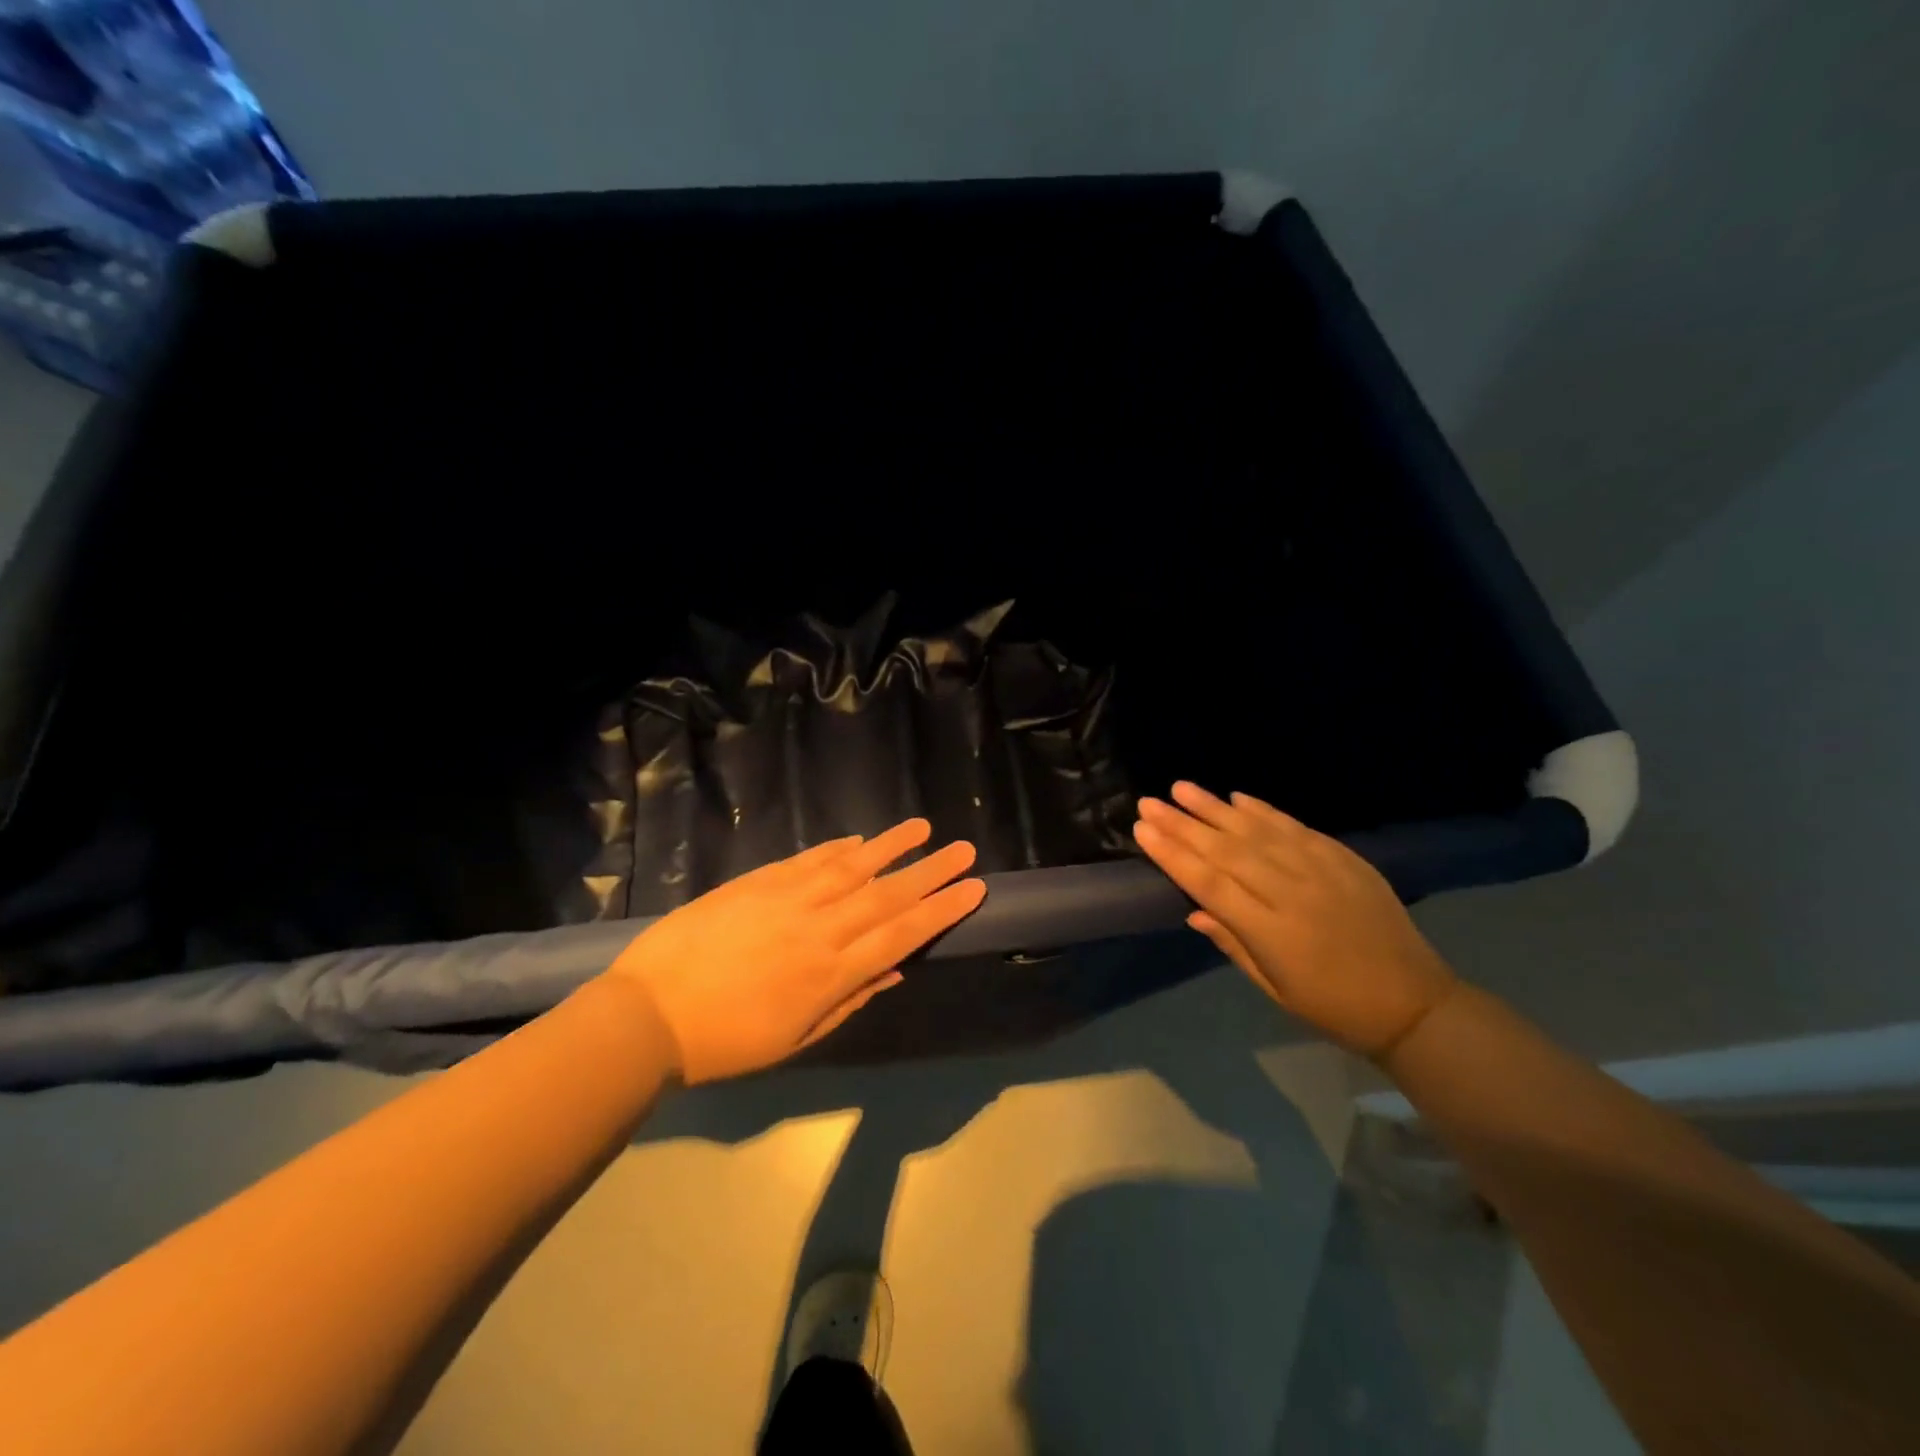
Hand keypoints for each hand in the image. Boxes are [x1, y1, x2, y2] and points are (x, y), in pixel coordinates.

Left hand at [603, 820, 985, 1083]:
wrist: (648, 1014)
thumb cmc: (724, 1042)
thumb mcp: (794, 1039)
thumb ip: (848, 1002)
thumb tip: (893, 971)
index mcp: (830, 975)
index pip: (901, 935)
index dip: (940, 910)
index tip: (973, 888)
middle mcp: (819, 929)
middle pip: (886, 896)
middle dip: (930, 872)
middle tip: (964, 850)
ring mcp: (787, 899)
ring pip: (851, 867)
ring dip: (890, 846)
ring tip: (922, 827)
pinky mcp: (757, 882)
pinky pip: (808, 860)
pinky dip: (837, 848)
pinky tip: (858, 840)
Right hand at [1133, 783, 1458, 1057]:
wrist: (1415, 1004)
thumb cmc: (1333, 1008)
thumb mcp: (1275, 990)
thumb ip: (1233, 945)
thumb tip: (1194, 911)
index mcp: (1272, 932)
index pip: (1209, 884)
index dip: (1173, 855)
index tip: (1143, 830)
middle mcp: (1292, 893)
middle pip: (1227, 851)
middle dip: (1183, 824)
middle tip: (1149, 802)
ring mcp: (1322, 871)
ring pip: (1258, 831)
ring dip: (1216, 808)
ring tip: (1182, 788)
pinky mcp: (1345, 860)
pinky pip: (1297, 828)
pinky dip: (1265, 811)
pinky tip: (1237, 797)